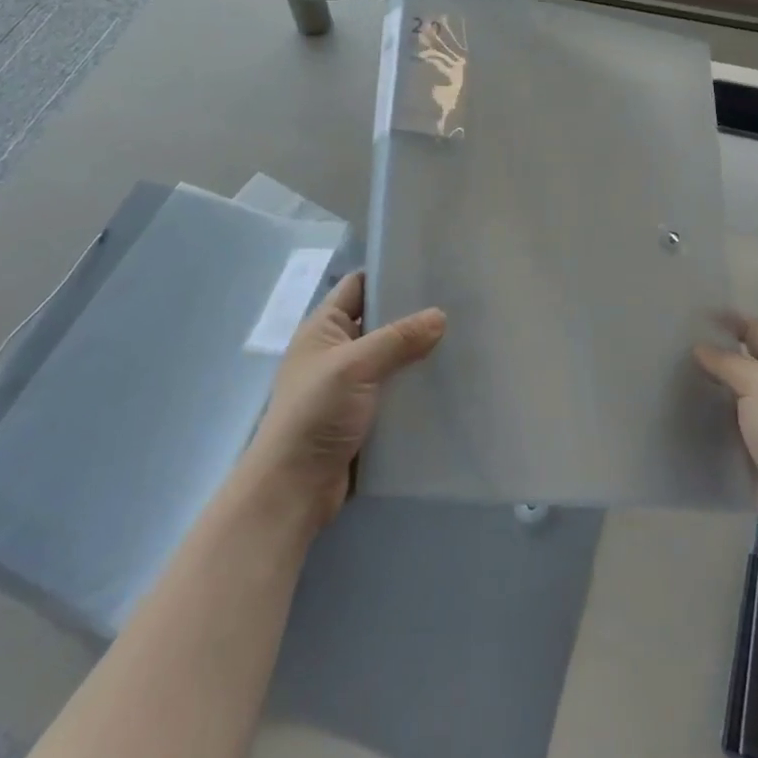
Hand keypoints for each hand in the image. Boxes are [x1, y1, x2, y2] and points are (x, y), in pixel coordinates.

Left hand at [241, 271, 444, 528]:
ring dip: (418, 355)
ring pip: (390, 360)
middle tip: (458, 305)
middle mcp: (335, 351)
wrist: (294, 488)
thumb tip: (439, 315)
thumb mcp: (355, 366)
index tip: (429, 269)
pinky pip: (394, 393)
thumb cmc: (315, 413)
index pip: (358, 285)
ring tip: (463, 341)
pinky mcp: (362, 417)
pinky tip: (448, 383)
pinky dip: (415, 388)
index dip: (388, 274)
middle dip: (413, 316)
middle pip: (379, 322)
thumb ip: (398, 338)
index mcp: (323, 327)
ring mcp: (349, 386)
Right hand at [696, 316, 757, 555]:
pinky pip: (730, 427)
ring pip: (735, 395)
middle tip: (675, 344)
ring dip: (710, 388)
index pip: (756, 330)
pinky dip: (711, 421)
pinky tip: (685, 416)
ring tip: (672, 377)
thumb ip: (728, 362)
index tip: (694, 313)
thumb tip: (700, 347)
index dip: (730, 319)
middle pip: (745, 362)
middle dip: (715, 352)